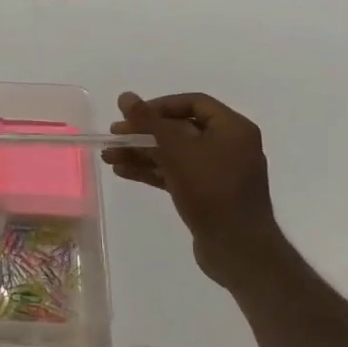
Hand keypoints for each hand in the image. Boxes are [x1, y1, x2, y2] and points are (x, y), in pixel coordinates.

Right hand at [103, 92, 282, 290]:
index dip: (159, 105)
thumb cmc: (212, 191)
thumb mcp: (177, 150)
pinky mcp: (208, 194)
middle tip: (114, 135)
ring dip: (142, 153)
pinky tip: (123, 172)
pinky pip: (177, 174)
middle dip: (144, 132)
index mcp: (232, 128)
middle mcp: (229, 145)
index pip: (193, 103)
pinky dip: (152, 171)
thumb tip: (125, 96)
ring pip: (174, 154)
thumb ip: (150, 121)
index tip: (132, 114)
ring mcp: (218, 172)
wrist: (238, 249)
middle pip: (180, 129)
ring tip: (109, 157)